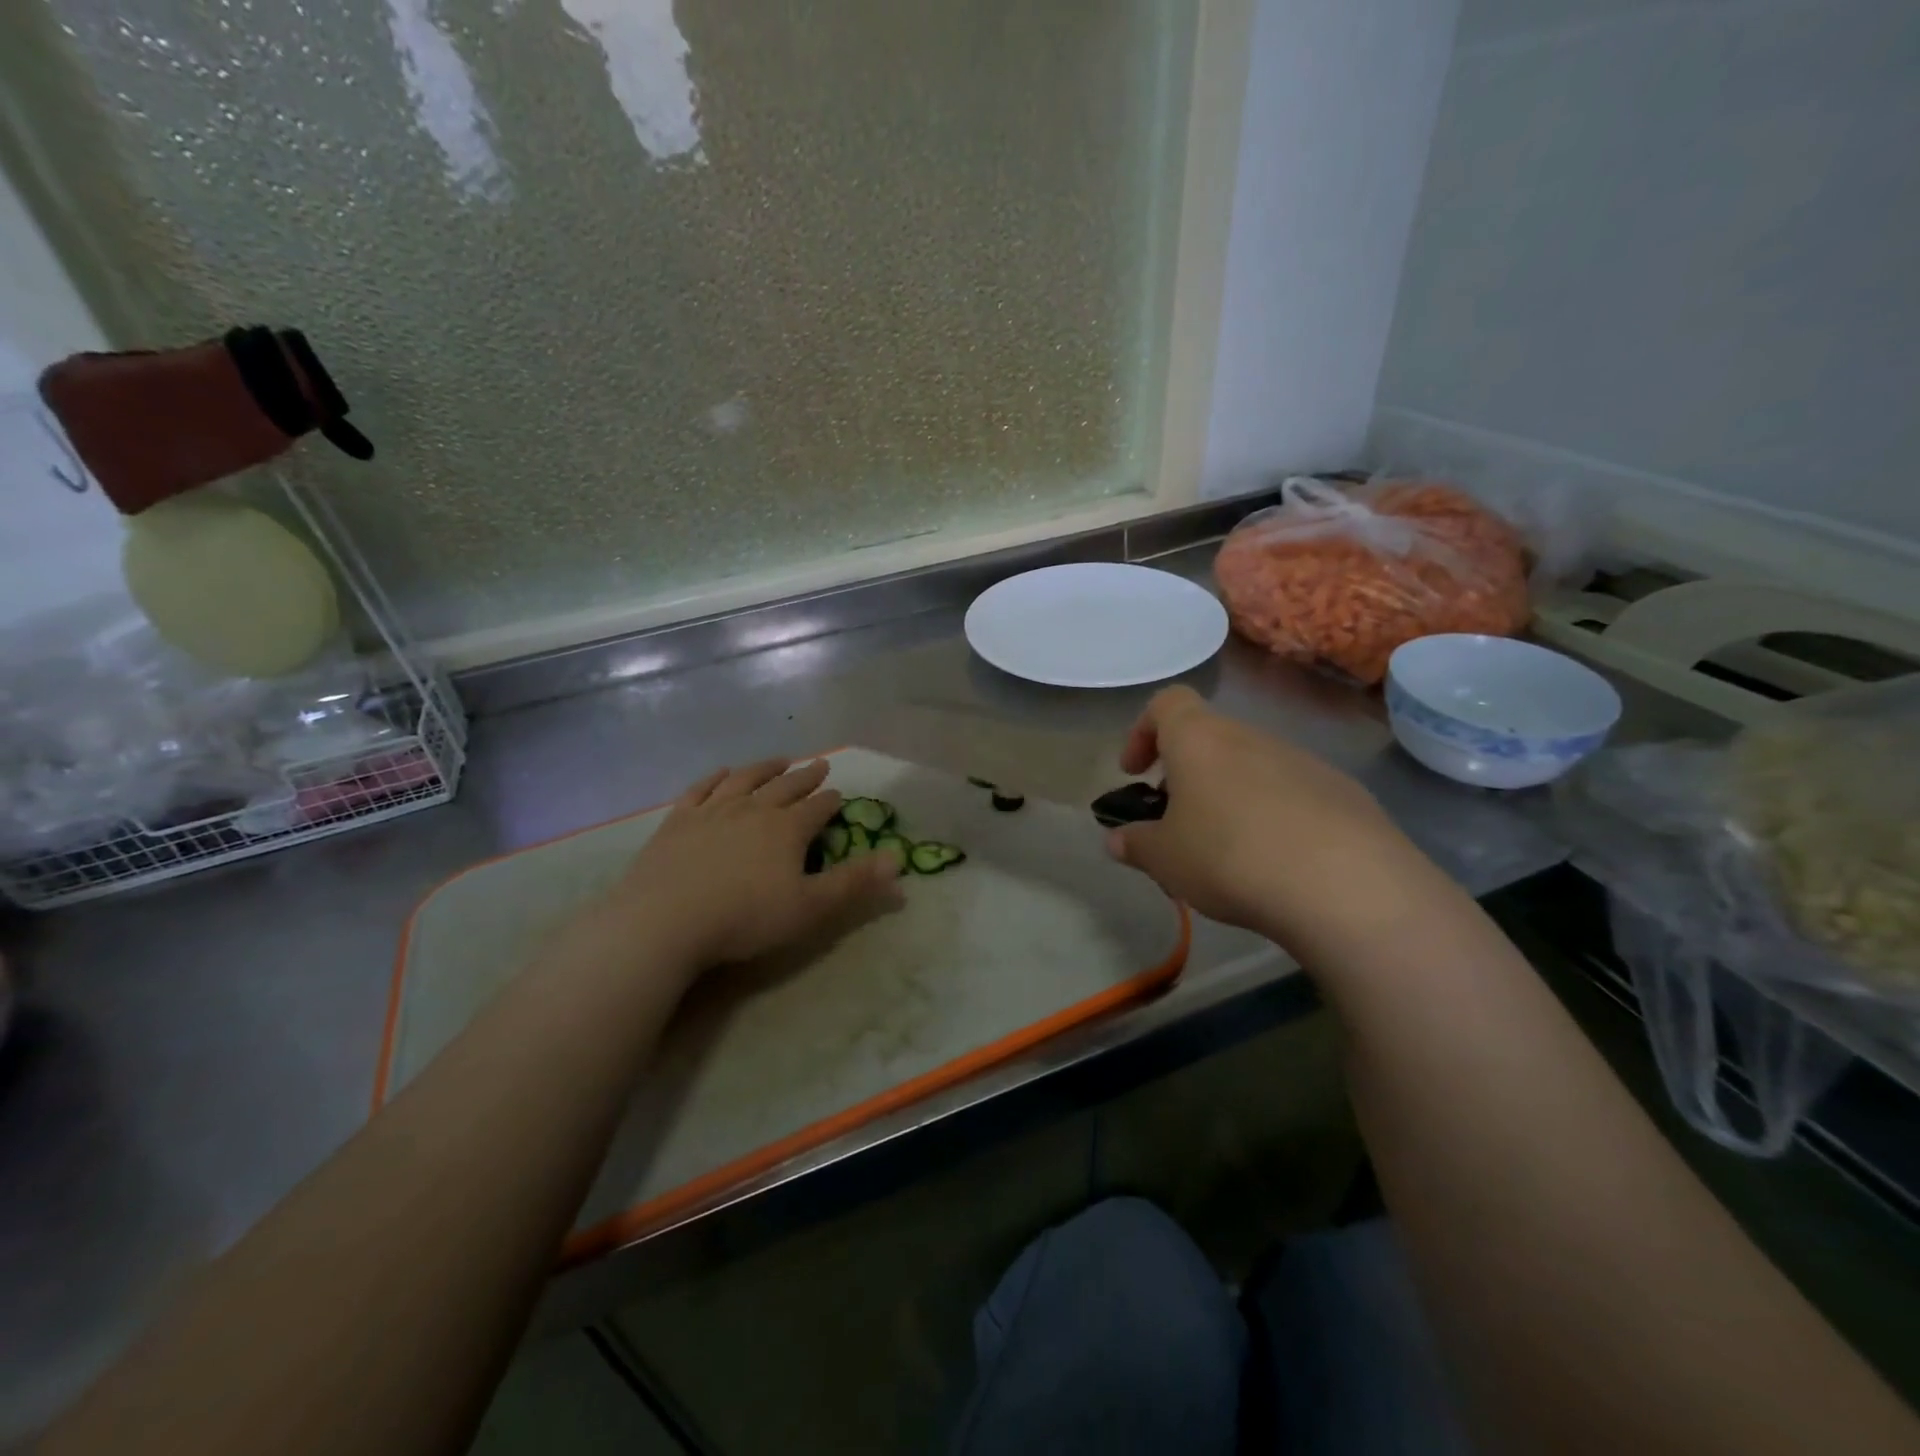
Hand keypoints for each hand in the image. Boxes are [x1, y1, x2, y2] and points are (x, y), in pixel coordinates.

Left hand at [600, 759, 900, 969]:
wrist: (665, 920)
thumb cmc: (745, 918)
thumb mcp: (810, 908)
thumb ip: (855, 883)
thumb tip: (898, 860)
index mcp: (787, 829)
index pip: (817, 808)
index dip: (831, 801)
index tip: (839, 794)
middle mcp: (753, 809)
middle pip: (786, 786)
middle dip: (806, 776)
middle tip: (820, 764)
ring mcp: (713, 810)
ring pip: (746, 779)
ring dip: (766, 767)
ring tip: (780, 760)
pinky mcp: (678, 820)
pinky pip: (701, 789)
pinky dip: (716, 777)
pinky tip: (723, 773)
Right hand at [1105, 687, 1434, 949]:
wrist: (1346, 885)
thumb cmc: (1230, 856)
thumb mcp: (1165, 859)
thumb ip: (1135, 844)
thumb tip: (1117, 839)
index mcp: (1200, 739)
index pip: (1166, 703)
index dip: (1143, 731)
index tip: (1136, 773)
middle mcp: (1250, 737)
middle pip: (1209, 738)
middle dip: (1186, 774)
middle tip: (1177, 821)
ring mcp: (1302, 761)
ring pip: (1251, 766)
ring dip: (1229, 795)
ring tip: (1227, 850)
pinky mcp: (1342, 791)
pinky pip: (1292, 793)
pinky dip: (1274, 815)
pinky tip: (1277, 861)